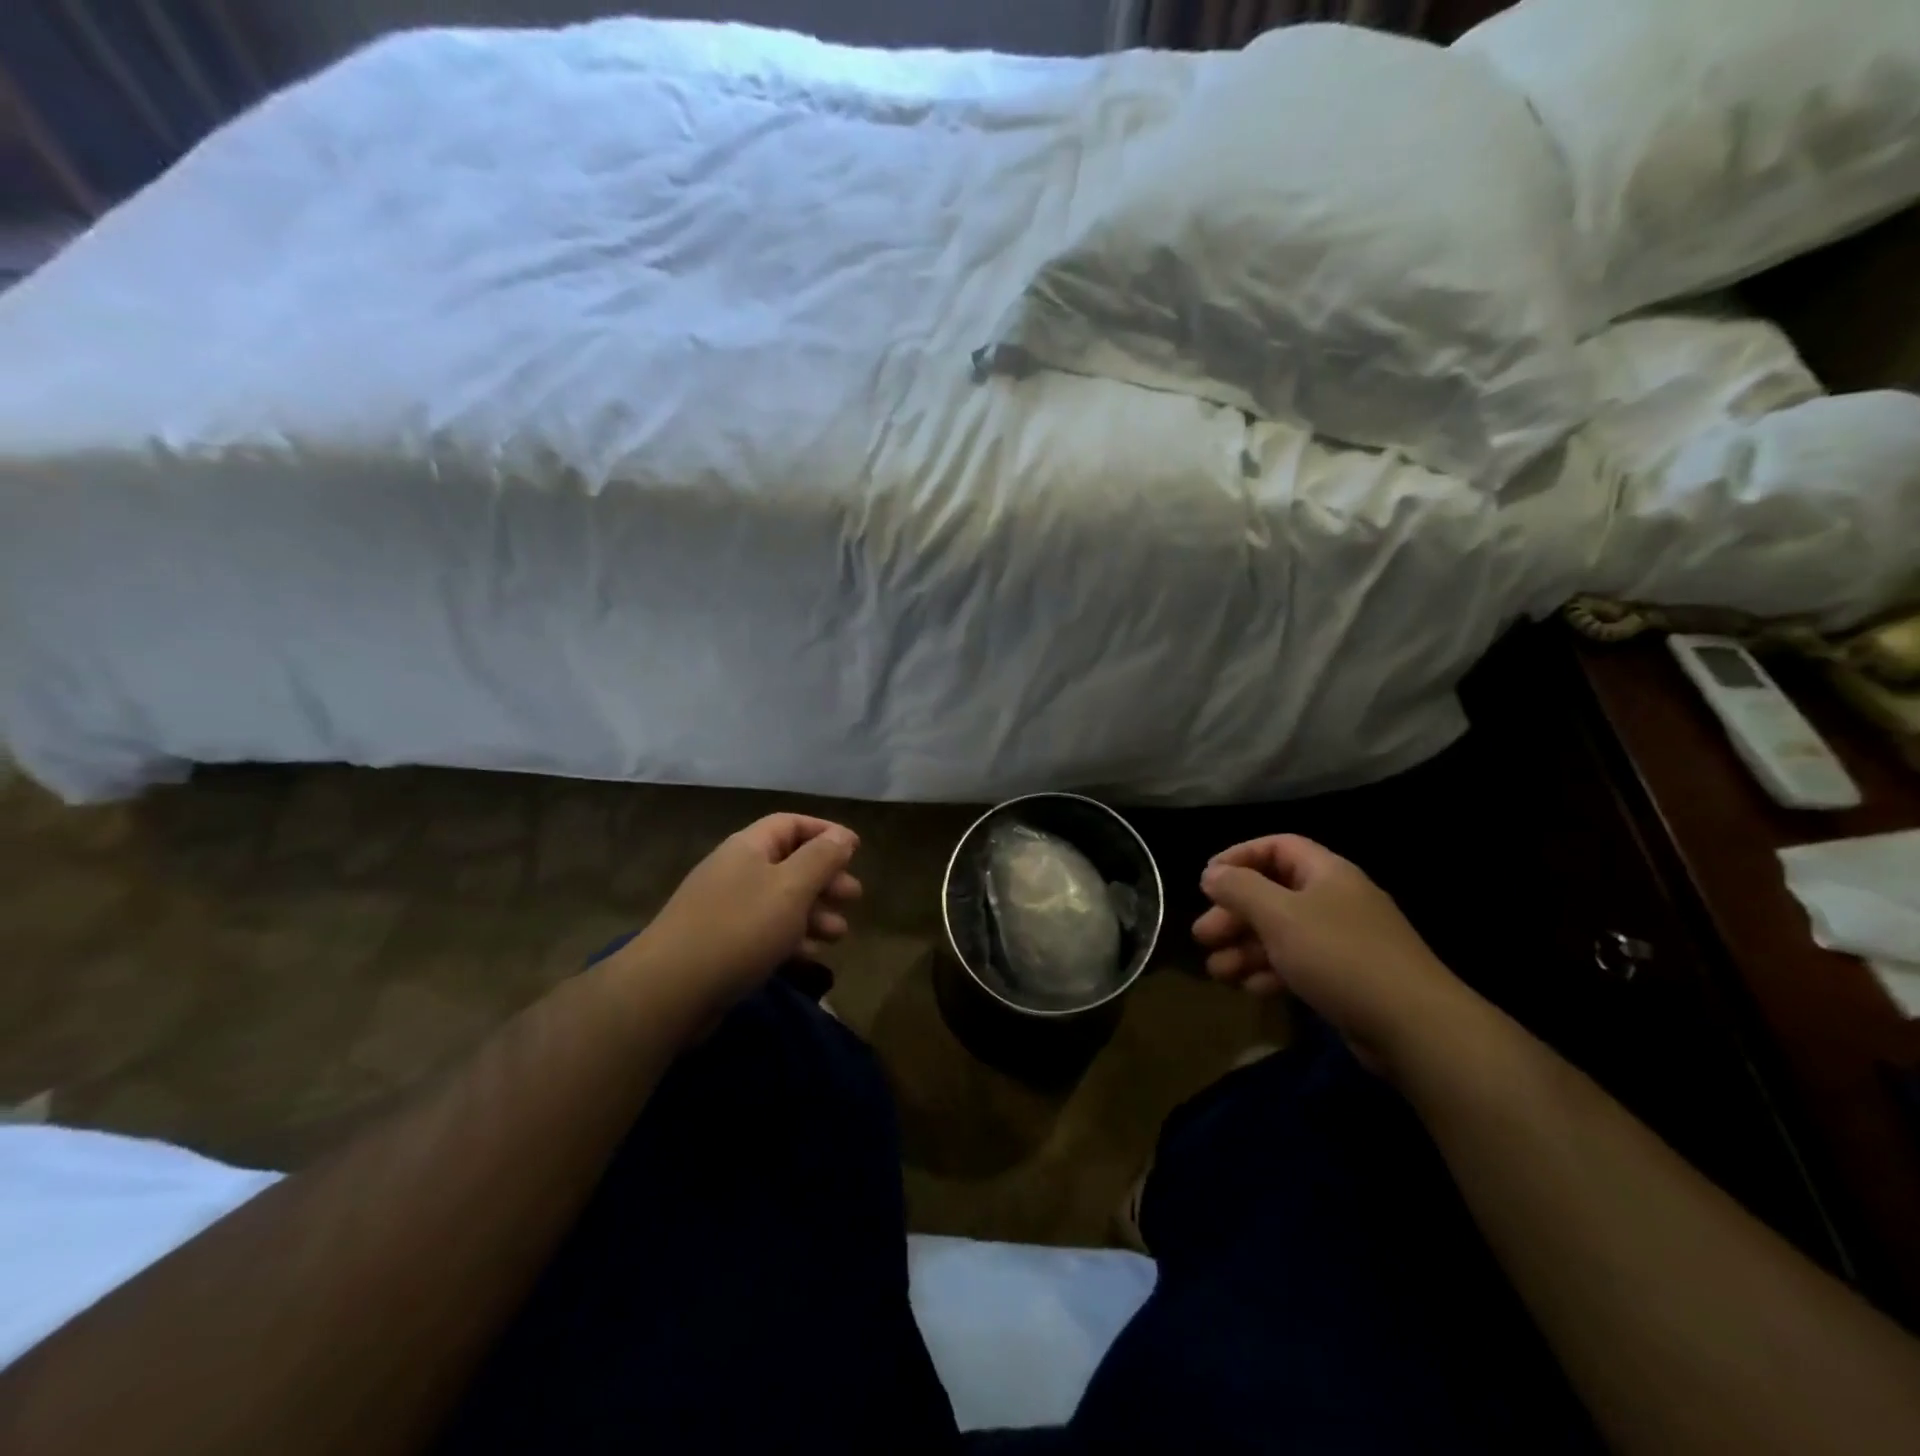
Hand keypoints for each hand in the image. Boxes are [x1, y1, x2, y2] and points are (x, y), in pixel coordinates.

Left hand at [617, 814, 861, 1014]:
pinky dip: (792, 938)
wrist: (670, 989)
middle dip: (825, 878)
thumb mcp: (791, 888)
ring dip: (814, 912)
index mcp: (748, 848)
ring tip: (840, 933)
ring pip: (780, 901)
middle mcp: (735, 871)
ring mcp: (725, 909)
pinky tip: (812, 954)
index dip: (825, 832)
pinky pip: (765, 931)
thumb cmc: (740, 928)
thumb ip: (821, 858)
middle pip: (789, 863)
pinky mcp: (721, 944)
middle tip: (854, 896)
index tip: (856, 849)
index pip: (791, 824)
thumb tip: (842, 836)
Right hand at [1191, 834, 1470, 1071]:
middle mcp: (1335, 900)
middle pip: (1272, 894)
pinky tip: (1250, 988)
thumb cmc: (1340, 956)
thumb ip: (1239, 889)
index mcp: (1326, 873)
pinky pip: (1298, 964)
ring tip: (1217, 971)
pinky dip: (1270, 971)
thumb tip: (1211, 874)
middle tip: (1202, 936)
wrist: (1415, 1027)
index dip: (1239, 857)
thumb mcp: (1279, 915)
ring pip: (1281, 933)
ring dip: (1245, 948)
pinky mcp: (1345, 978)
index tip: (1207, 880)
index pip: (1277, 847)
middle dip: (1233, 914)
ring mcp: (1342, 941)